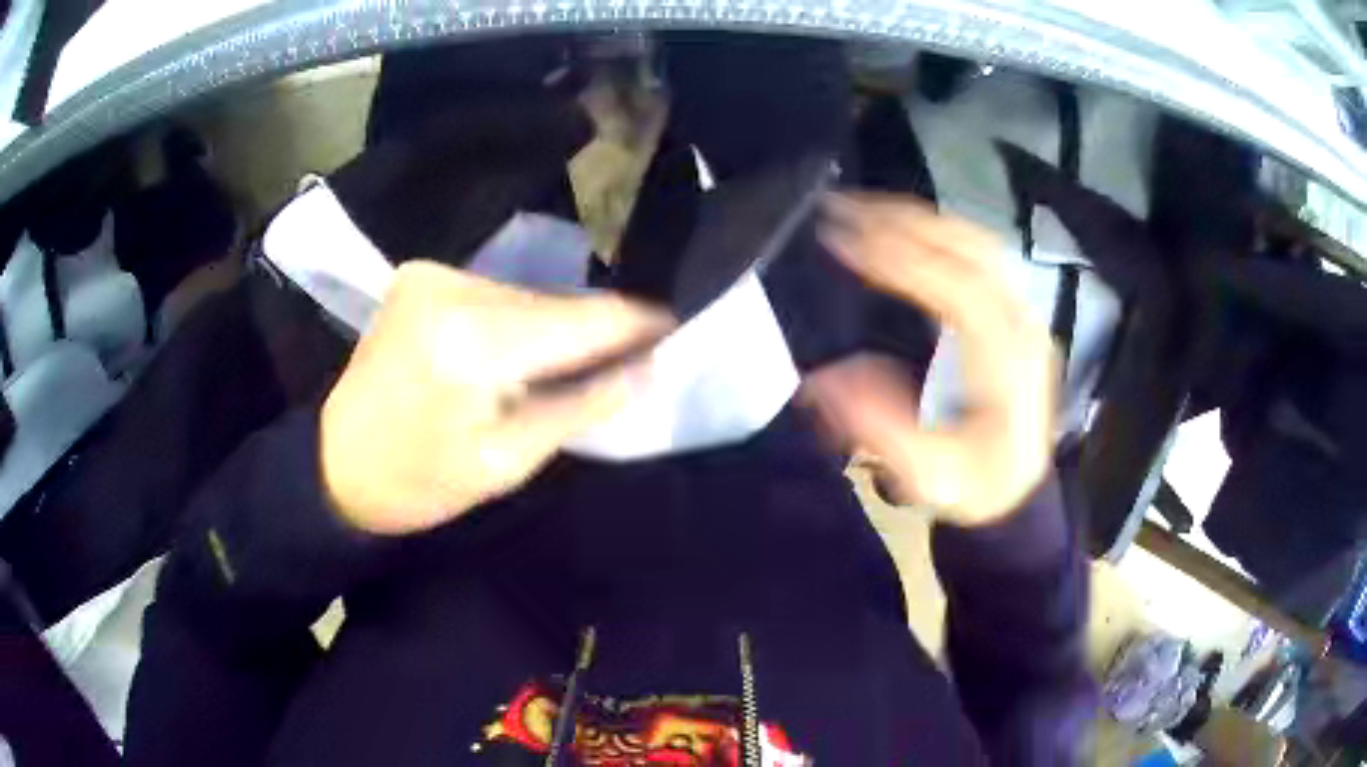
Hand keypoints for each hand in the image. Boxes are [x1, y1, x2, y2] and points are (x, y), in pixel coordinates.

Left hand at [320, 261, 672, 534]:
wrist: (334, 465)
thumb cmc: (419, 482)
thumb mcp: (506, 464)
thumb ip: (580, 408)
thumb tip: (647, 369)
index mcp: (473, 344)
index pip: (580, 320)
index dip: (635, 324)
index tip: (676, 331)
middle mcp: (453, 289)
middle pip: (554, 303)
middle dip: (592, 333)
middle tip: (622, 364)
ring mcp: (432, 275)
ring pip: (527, 297)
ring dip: (552, 328)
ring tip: (561, 368)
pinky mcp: (420, 276)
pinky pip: (495, 295)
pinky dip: (516, 322)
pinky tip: (512, 354)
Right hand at [805, 194, 1058, 526]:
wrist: (1018, 488)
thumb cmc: (976, 486)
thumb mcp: (928, 477)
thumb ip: (883, 430)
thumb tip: (827, 378)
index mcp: (1008, 367)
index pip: (961, 292)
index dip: (906, 261)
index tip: (849, 243)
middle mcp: (1023, 327)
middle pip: (972, 251)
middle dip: (906, 221)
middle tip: (844, 209)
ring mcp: (1024, 313)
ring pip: (978, 242)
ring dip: (921, 217)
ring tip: (863, 207)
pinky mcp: (1015, 310)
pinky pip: (980, 252)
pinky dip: (938, 229)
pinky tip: (903, 225)